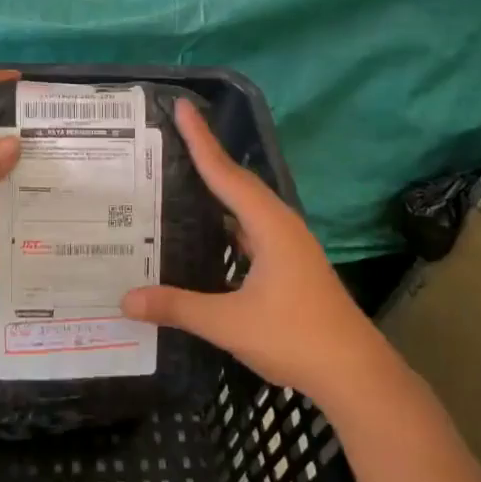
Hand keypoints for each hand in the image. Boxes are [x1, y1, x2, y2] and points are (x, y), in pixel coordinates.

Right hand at [122, 101, 381, 412]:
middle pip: (237, 182)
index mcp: (270, 226)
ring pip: (246, 206)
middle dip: (206, 156)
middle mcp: (281, 226)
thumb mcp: (229, 323)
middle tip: (172, 136)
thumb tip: (125, 299)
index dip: (201, 140)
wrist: (355, 374)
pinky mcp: (289, 265)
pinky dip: (226, 220)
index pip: (226, 174)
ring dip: (217, 188)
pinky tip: (206, 230)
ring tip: (181, 176)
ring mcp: (288, 246)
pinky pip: (250, 228)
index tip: (183, 107)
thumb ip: (177, 307)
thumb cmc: (295, 338)